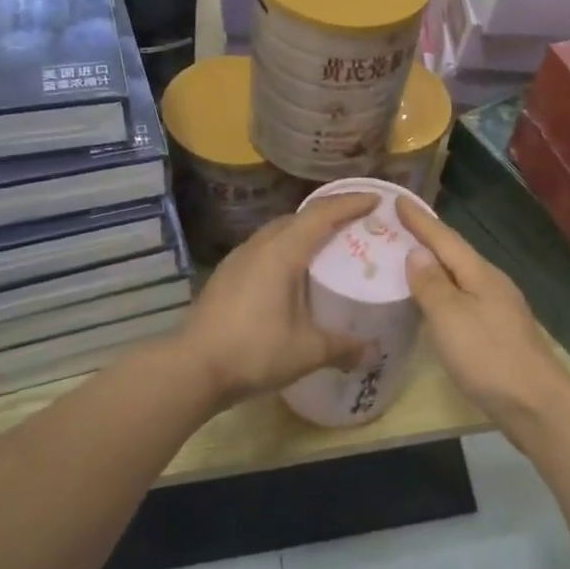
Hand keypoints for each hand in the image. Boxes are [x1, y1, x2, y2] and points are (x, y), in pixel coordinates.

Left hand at [172, 193, 377, 406]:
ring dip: (304, 232)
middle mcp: (259, 246)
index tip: (377, 200)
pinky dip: (286, 250)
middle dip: (329, 214)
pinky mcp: (227, 276)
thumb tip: (373, 353)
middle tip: (357, 224)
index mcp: (282, 252)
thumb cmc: (254, 351)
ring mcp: (238, 259)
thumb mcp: (307, 351)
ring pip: (277, 233)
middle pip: (298, 217)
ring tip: (328, 247)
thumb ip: (343, 348)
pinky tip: (294, 275)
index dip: (351, 203)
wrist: (192, 368)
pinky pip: (264, 250)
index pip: (322, 214)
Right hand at [397, 200, 569, 432]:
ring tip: (409, 260)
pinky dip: (444, 292)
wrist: (536, 404)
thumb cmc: (488, 357)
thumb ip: (432, 284)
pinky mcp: (499, 333)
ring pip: (461, 277)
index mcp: (480, 275)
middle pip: (456, 254)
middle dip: (428, 239)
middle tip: (397, 227)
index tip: (398, 199)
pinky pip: (464, 299)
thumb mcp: (450, 317)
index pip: (445, 239)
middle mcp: (493, 284)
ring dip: (436, 266)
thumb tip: (418, 252)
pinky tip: (434, 303)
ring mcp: (499, 309)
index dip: (420, 220)